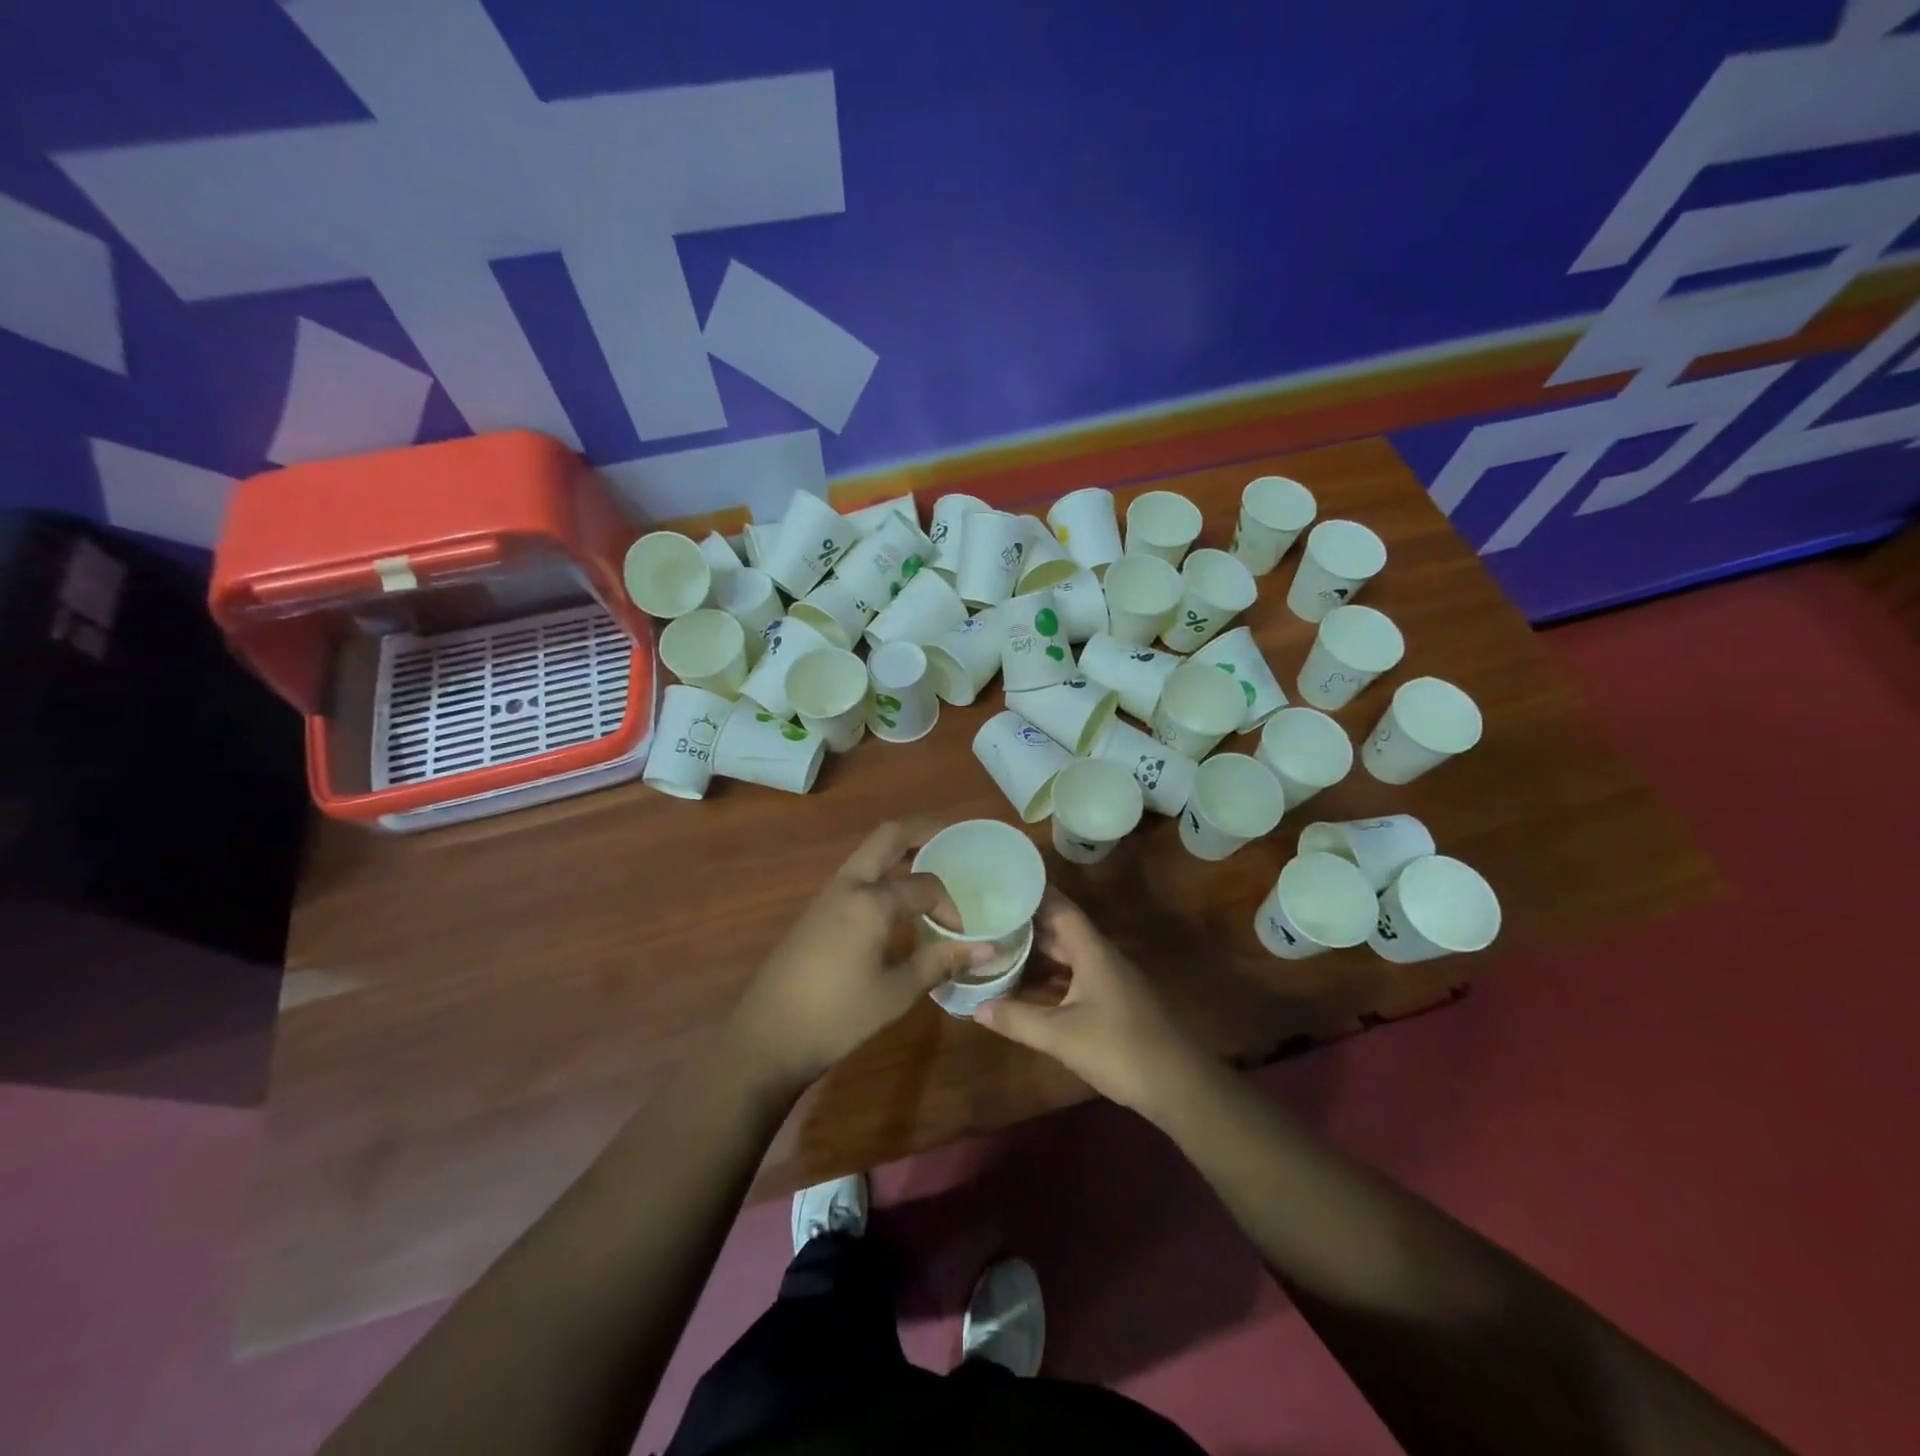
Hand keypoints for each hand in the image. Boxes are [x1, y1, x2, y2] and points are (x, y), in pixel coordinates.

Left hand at [726, 819, 991, 1093]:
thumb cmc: (838, 1016)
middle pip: (888, 836)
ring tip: (928, 864)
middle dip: (922, 829)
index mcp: (871, 901)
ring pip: (868, 854)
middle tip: (950, 834)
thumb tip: (988, 949)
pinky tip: (894, 903)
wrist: (766, 1038)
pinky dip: (881, 873)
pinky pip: (855, 876)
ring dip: (898, 851)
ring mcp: (826, 895)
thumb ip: (941, 962)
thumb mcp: (897, 992)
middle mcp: (848, 885)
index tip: (960, 936)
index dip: (949, 906)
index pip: (925, 885)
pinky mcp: (814, 911)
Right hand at [973, 892, 1208, 1114]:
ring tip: (1003, 943)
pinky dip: (1053, 975)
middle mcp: (1102, 958)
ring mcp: (1111, 981)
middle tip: (992, 914)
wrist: (1178, 1086)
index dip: (1034, 893)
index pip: (1060, 908)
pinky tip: (1031, 984)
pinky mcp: (1115, 1003)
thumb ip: (1018, 1019)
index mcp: (1092, 952)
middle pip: (1063, 929)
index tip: (1006, 881)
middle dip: (1030, 921)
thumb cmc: (1118, 1049)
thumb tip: (976, 1007)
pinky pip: (1077, 976)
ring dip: (1040, 949)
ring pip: (1070, 955)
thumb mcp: (1061, 1036)